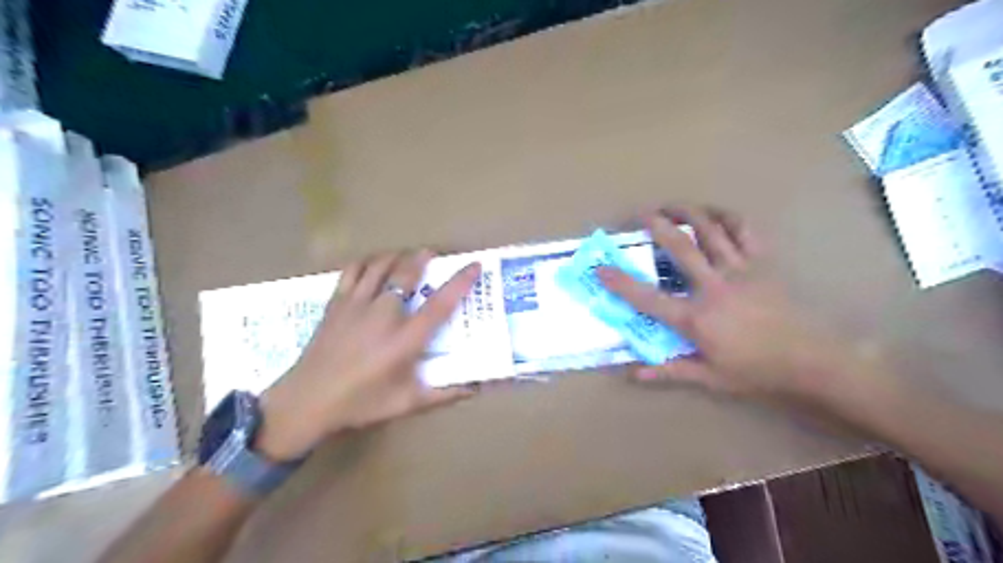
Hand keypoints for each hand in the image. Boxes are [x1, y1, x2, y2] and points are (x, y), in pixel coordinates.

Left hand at [255, 250, 478, 461]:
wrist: (306, 402)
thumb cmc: (360, 403)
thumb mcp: (406, 403)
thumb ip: (443, 394)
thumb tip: (475, 388)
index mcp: (404, 340)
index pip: (439, 305)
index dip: (460, 282)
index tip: (474, 265)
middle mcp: (382, 315)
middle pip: (406, 274)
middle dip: (422, 258)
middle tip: (432, 254)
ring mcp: (356, 305)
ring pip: (379, 266)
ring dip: (396, 257)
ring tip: (405, 256)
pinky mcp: (336, 303)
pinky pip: (352, 271)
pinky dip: (366, 262)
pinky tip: (372, 266)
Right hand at [599, 204, 866, 403]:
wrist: (812, 360)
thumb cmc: (757, 371)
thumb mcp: (710, 377)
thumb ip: (670, 371)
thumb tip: (634, 373)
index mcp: (696, 317)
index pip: (647, 297)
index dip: (619, 282)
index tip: (600, 268)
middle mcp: (712, 286)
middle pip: (678, 246)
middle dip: (655, 224)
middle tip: (639, 213)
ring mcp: (739, 269)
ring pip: (709, 230)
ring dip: (687, 212)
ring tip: (671, 205)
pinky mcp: (762, 262)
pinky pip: (744, 231)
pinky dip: (728, 217)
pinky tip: (715, 213)